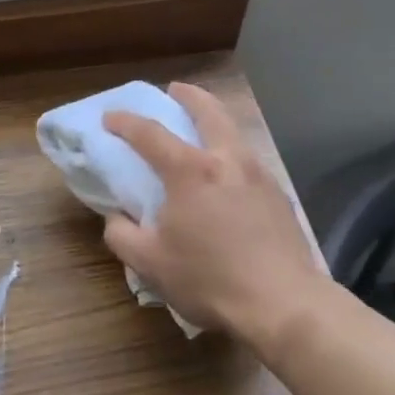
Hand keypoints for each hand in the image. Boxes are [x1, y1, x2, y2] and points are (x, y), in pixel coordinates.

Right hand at [102, 82, 327, 343]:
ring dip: (214, 120)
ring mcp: (258, 174)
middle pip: (208, 111)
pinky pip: (249, 159)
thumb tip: (117, 217)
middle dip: (188, 95)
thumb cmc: (210, 279)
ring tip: (203, 129)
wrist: (284, 304)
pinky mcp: (279, 195)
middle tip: (174, 90)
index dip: (125, 122)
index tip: (110, 118)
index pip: (149, 133)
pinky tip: (228, 175)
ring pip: (234, 132)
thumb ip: (122, 235)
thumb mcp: (150, 263)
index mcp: (190, 170)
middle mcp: (226, 160)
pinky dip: (231, 152)